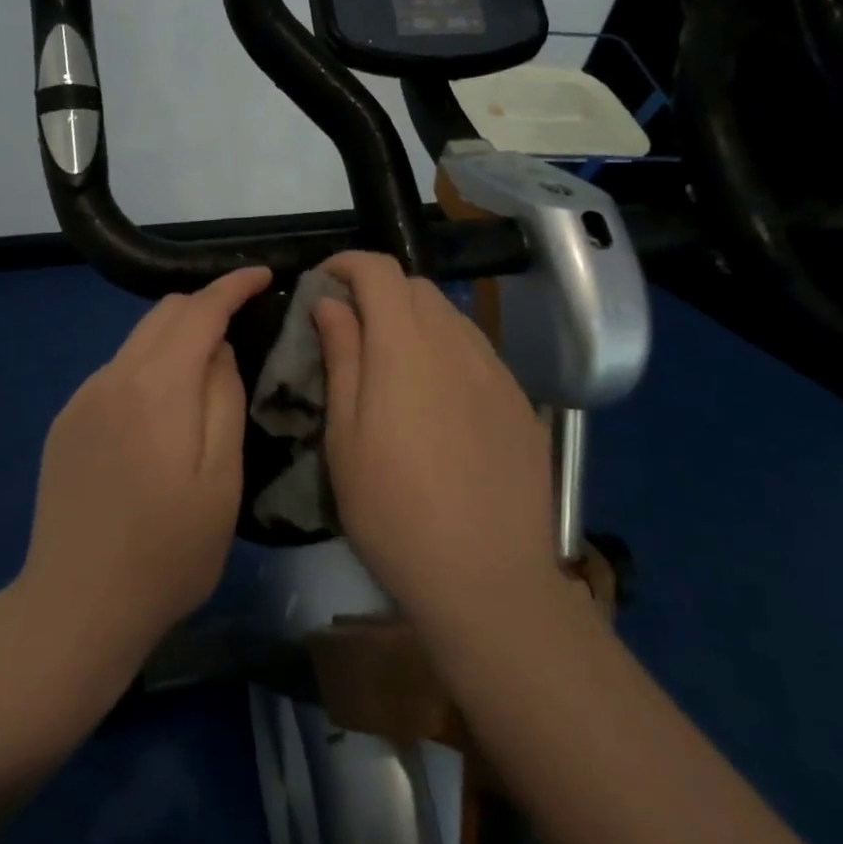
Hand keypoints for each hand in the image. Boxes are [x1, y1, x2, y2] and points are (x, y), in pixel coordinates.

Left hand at [17, 266, 270, 681]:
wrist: (76, 605)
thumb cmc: (167, 552)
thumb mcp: (221, 481)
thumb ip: (224, 400)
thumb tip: (219, 349)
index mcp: (157, 387)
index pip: (199, 311)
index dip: (232, 286)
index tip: (262, 275)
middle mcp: (113, 377)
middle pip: (163, 314)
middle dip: (205, 306)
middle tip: (242, 323)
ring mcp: (82, 398)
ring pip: (137, 341)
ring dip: (175, 338)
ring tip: (205, 370)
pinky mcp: (65, 422)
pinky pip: (115, 372)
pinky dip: (147, 368)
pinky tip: (160, 413)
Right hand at [314, 252, 560, 644]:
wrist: (487, 579)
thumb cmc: (393, 509)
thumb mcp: (344, 435)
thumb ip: (341, 356)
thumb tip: (332, 304)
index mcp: (406, 344)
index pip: (379, 269)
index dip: (346, 264)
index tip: (323, 286)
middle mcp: (457, 342)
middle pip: (416, 287)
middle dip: (378, 292)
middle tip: (352, 332)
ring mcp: (496, 371)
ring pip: (450, 317)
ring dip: (415, 322)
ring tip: (394, 368)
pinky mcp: (519, 402)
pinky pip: (477, 353)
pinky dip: (447, 353)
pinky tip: (438, 403)